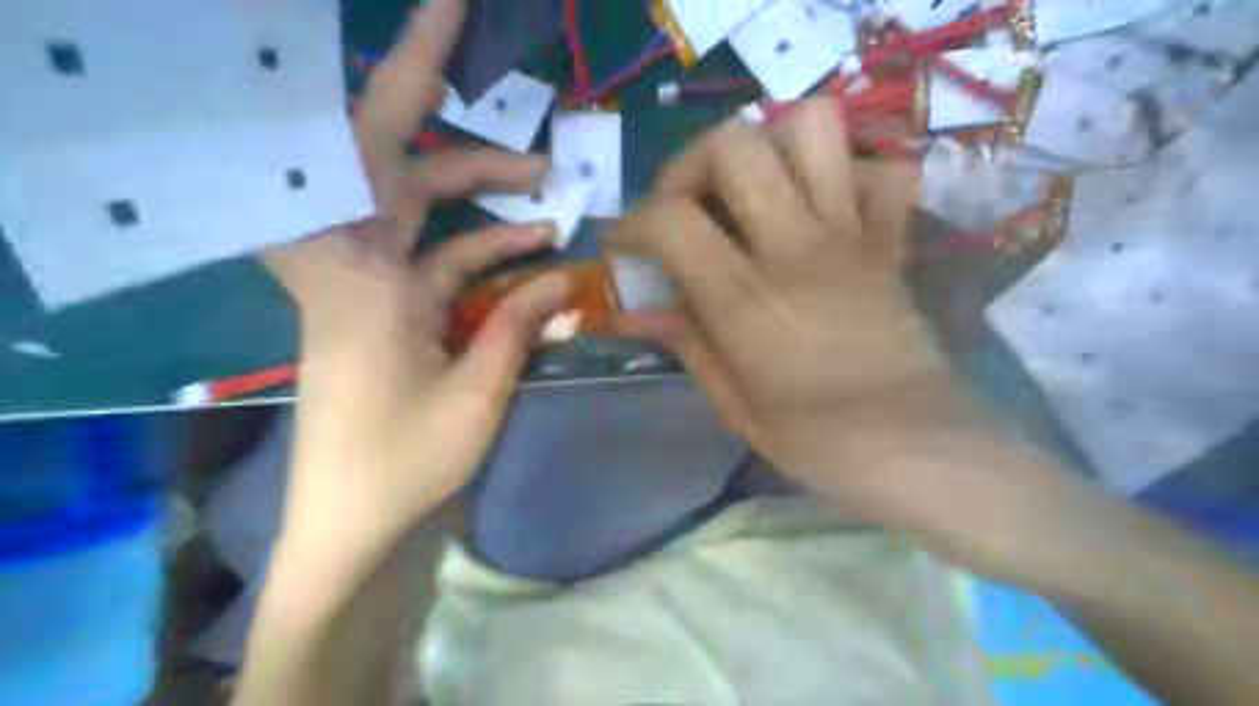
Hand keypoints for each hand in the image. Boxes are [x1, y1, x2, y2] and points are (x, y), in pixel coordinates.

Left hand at [264, 0, 571, 552]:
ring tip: (546, 188)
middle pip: (390, 165)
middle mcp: (358, 266)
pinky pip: (439, 262)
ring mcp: (376, 288)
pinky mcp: (393, 312)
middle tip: (506, 103)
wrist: (353, 522)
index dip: (400, 79)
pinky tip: (532, 253)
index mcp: (361, 275)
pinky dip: (484, 252)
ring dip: (482, 196)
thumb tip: (567, 279)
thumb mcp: (477, 394)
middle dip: (448, 124)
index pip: (364, 152)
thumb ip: (518, 326)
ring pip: (421, 212)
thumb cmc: (403, 464)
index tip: (441, 18)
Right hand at [614, 101, 1053, 537]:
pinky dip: (846, 174)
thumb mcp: (733, 402)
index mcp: (745, 298)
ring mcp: (850, 234)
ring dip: (767, 145)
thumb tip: (637, 309)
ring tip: (750, 189)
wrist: (916, 448)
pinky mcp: (889, 238)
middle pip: (735, 144)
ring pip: (812, 126)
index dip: (632, 222)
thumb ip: (685, 342)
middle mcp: (795, 247)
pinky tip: (821, 208)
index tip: (627, 245)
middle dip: (692, 163)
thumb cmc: (817, 439)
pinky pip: (880, 170)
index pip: (671, 217)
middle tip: (687, 204)